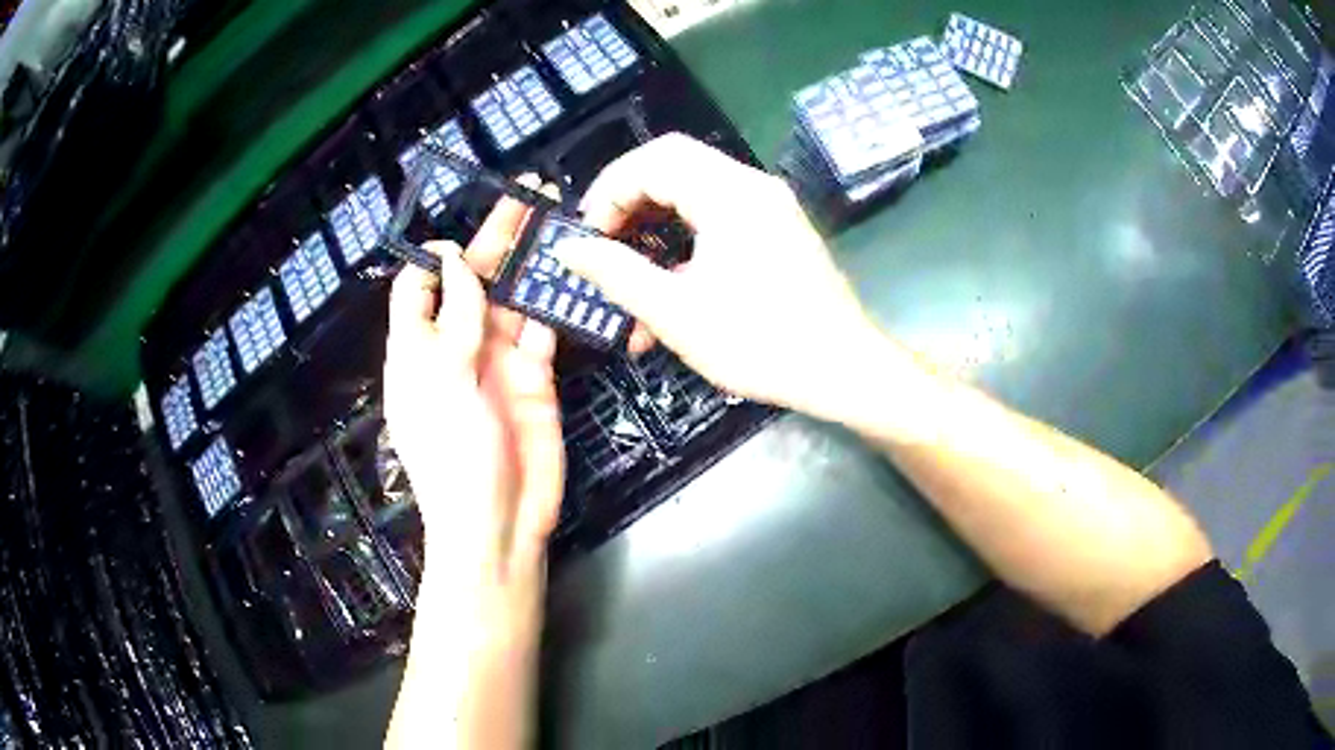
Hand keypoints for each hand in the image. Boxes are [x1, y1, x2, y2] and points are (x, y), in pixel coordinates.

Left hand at [383, 180, 564, 590]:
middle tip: (533, 192)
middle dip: (500, 236)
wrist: (499, 521)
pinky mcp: (537, 377)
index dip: (437, 255)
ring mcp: (499, 360)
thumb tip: (453, 261)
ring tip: (562, 221)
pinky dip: (557, 302)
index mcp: (418, 345)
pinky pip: (546, 329)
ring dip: (535, 262)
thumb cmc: (454, 454)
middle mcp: (457, 344)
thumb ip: (454, 317)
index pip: (419, 284)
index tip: (466, 231)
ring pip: (516, 297)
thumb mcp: (442, 379)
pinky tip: (574, 272)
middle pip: (476, 279)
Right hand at [554, 134, 883, 419]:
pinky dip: (685, 236)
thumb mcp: (676, 312)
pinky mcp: (778, 228)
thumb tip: (568, 248)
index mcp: (730, 194)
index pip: (653, 160)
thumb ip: (616, 273)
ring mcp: (770, 205)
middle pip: (673, 164)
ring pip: (695, 189)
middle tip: (602, 241)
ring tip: (628, 269)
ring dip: (655, 222)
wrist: (842, 370)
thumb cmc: (760, 343)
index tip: (588, 237)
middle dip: (627, 200)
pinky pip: (719, 212)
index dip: (609, 191)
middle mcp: (752, 186)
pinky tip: (669, 282)